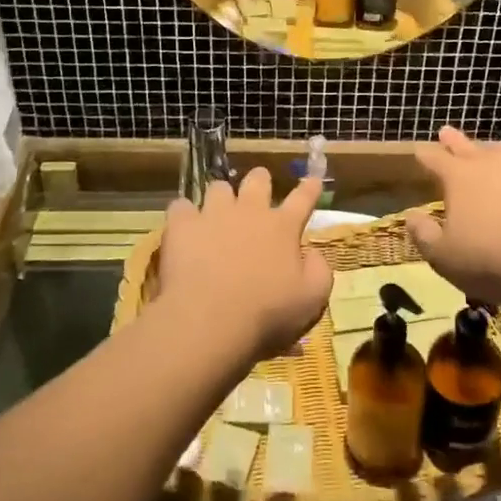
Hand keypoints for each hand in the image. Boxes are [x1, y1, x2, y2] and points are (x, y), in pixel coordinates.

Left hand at [156, 168, 329, 362]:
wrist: (210, 320)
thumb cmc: (266, 313)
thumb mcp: (311, 299)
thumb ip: (320, 271)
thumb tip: (313, 254)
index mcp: (282, 227)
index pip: (302, 199)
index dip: (309, 189)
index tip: (313, 180)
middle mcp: (249, 211)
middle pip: (257, 181)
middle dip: (260, 180)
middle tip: (258, 188)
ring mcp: (213, 214)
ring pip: (218, 188)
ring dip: (220, 197)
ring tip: (216, 211)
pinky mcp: (182, 225)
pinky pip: (180, 206)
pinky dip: (184, 215)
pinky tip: (183, 227)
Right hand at [407, 126, 500, 303]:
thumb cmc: (490, 259)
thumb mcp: (443, 256)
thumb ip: (423, 235)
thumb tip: (412, 217)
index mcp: (459, 177)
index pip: (435, 159)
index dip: (425, 155)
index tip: (419, 150)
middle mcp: (491, 164)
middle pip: (468, 147)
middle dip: (454, 141)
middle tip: (446, 131)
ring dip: (492, 155)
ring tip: (490, 154)